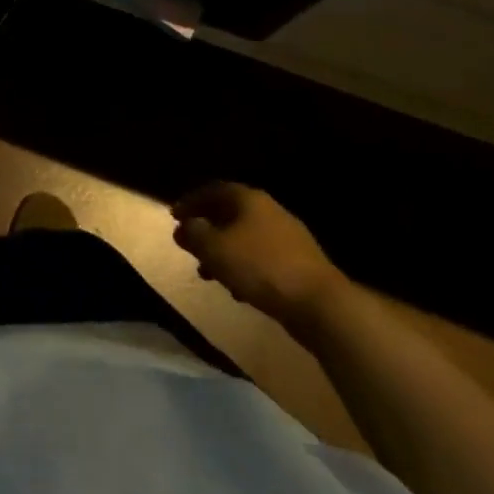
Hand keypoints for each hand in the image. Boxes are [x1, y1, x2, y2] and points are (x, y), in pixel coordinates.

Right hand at [172, 183, 346, 334]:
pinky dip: (244, 267)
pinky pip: (261, 258)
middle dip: (207, 228)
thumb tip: (183, 226)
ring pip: (245, 238)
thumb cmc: (260, 267)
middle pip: (229, 213)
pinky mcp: (299, 263)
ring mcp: (287, 237)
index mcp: (248, 199)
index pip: (212, 190)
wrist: (320, 304)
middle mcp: (269, 211)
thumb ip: (193, 233)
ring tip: (207, 272)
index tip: (174, 216)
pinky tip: (237, 289)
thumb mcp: (214, 248)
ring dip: (224, 251)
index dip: (190, 201)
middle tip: (189, 244)